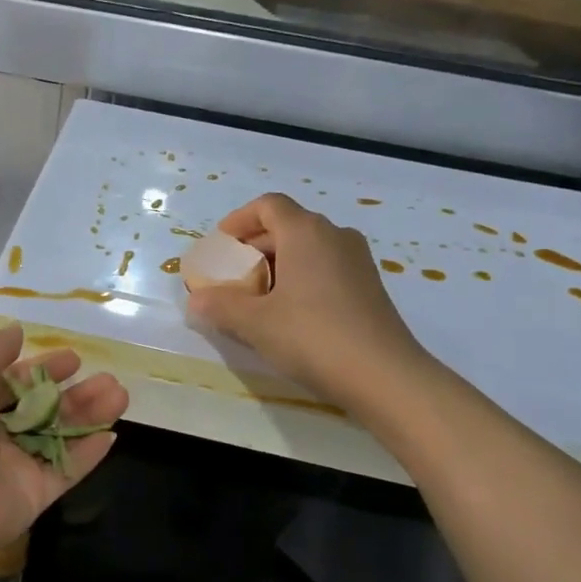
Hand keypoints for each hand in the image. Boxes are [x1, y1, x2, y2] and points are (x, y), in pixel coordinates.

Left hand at [0, 323, 127, 564]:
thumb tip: (16, 332)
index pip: (14, 382)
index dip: (44, 369)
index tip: (74, 359)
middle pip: (42, 410)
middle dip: (75, 393)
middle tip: (109, 379)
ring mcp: (13, 467)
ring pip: (59, 437)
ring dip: (89, 416)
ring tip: (120, 395)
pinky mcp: (32, 496)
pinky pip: (65, 471)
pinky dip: (88, 455)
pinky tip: (112, 434)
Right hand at [186, 193, 432, 409]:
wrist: (384, 376)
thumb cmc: (312, 337)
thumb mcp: (254, 323)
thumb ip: (220, 306)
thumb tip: (197, 300)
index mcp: (306, 232)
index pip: (268, 205)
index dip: (239, 220)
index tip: (220, 245)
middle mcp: (335, 235)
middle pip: (287, 226)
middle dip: (253, 247)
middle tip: (230, 277)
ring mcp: (357, 260)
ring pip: (307, 248)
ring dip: (277, 265)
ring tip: (255, 298)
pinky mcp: (369, 286)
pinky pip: (325, 268)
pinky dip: (300, 278)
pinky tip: (288, 313)